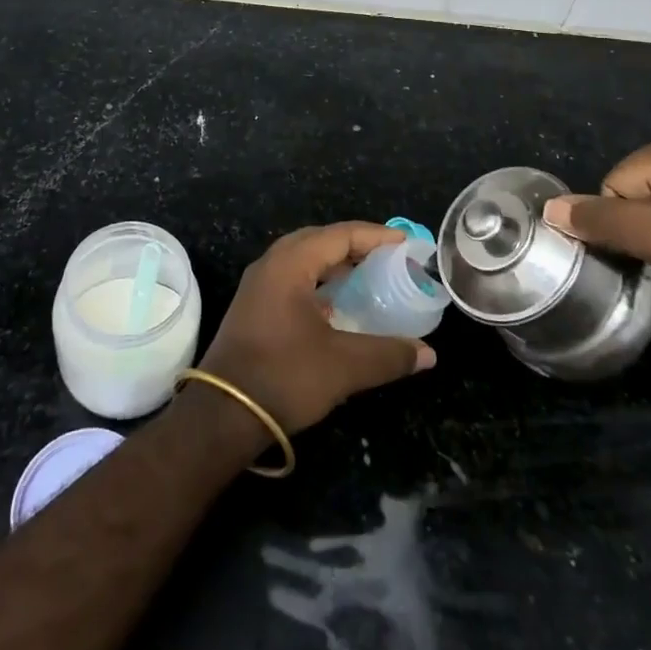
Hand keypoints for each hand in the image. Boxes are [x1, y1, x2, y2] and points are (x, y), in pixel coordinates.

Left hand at [199, 222, 435, 433]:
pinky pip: (291, 278)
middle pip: (319, 240)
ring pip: (303, 259)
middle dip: (354, 245)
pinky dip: (318, 281)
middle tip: (387, 257)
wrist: (222, 415)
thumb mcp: (344, 366)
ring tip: (367, 277)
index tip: (405, 242)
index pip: (340, 235)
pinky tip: (335, 305)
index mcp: (290, 264)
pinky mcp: (253, 307)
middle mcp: (271, 265)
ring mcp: (257, 285)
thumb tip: (428, 353)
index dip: (375, 236)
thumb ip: (388, 355)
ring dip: (334, 263)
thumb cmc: (284, 377)